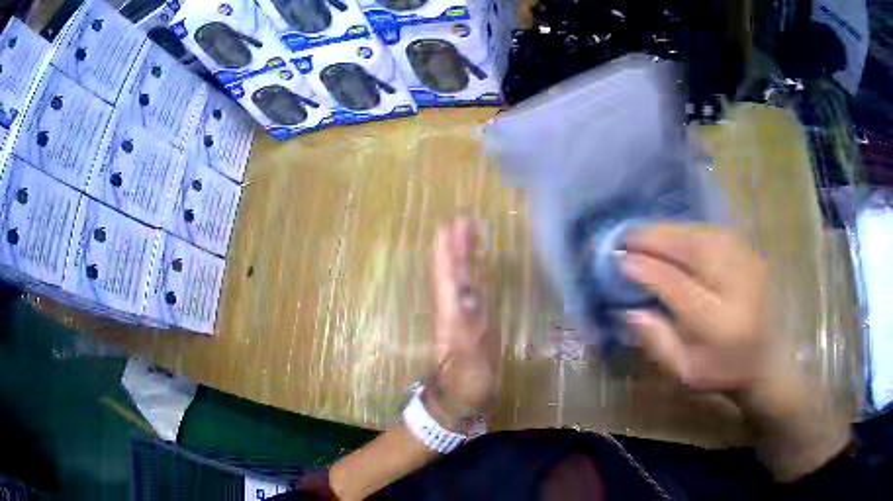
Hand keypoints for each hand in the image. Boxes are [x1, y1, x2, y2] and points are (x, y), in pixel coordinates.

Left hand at [428, 218, 499, 425]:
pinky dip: (473, 275)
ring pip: (460, 280)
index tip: (448, 225)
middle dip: (455, 246)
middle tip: (462, 220)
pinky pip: (472, 292)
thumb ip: (468, 327)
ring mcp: (463, 317)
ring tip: (469, 233)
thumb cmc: (467, 382)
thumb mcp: (468, 360)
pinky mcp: (474, 324)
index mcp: (451, 315)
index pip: (448, 277)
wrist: (462, 399)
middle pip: (452, 273)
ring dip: (462, 256)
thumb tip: (469, 295)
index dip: (447, 252)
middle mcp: (454, 311)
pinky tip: (479, 268)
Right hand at [622, 224, 848, 479]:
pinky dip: (688, 229)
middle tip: (625, 236)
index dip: (646, 270)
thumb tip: (630, 310)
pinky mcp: (751, 253)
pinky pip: (714, 231)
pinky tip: (672, 233)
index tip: (619, 261)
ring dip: (669, 230)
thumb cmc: (723, 371)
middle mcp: (737, 285)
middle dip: (654, 239)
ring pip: (702, 234)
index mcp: (720, 323)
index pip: (677, 285)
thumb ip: (658, 343)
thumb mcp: (685, 372)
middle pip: (692, 249)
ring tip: (643, 232)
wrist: (767, 360)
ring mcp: (748, 263)